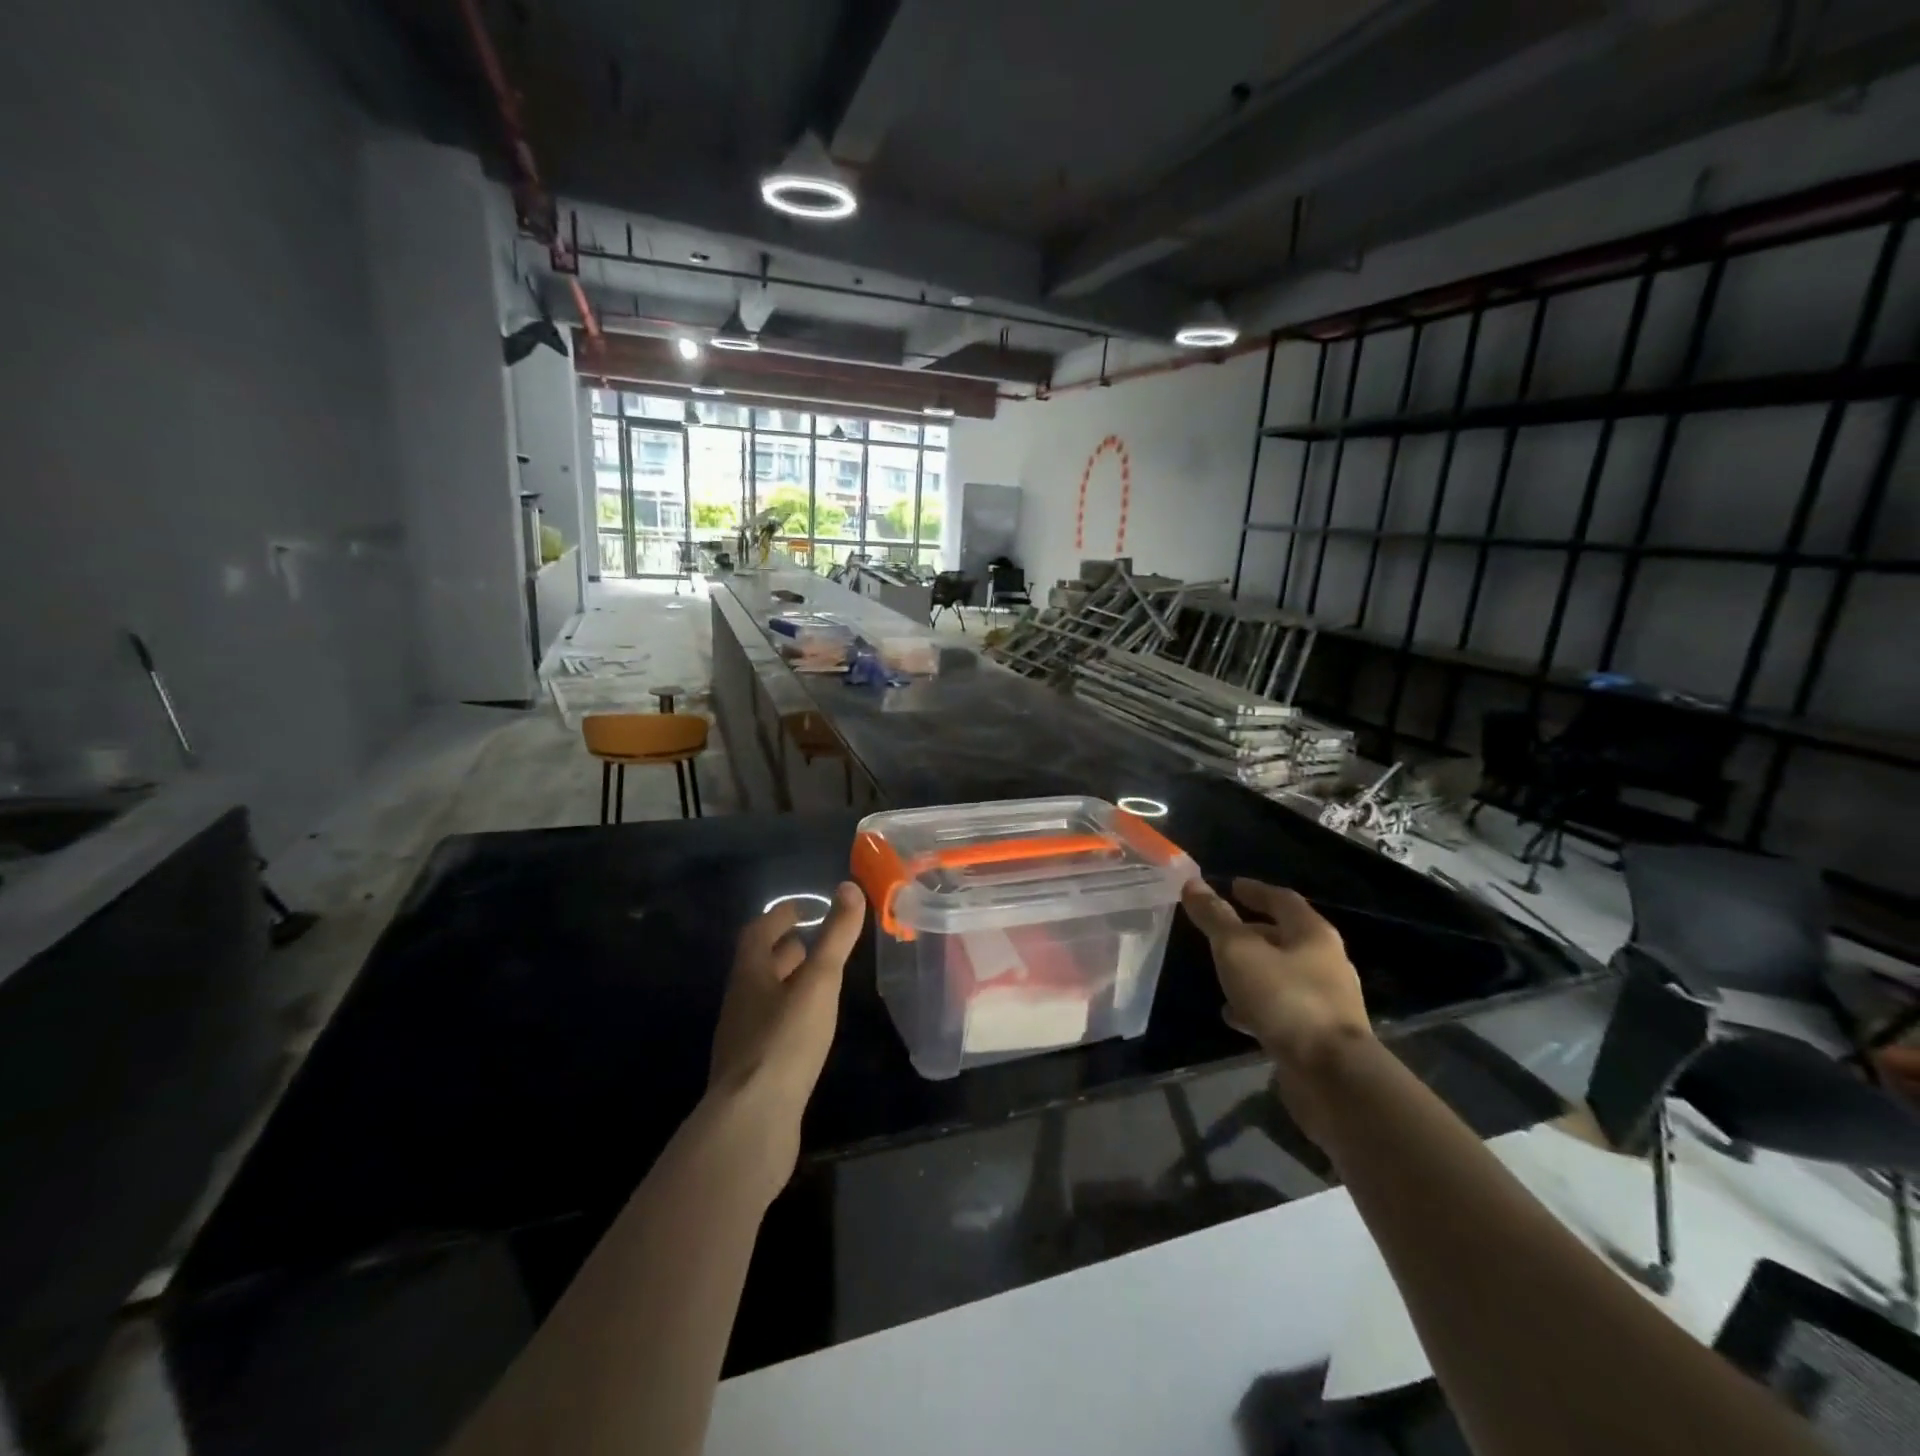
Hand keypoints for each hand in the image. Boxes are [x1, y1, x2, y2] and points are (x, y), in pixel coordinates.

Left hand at [706, 883, 864, 1179]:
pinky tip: (809, 1028)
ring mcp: (743, 1040)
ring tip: (816, 980)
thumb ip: (835, 937)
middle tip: (812, 939)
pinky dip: (789, 1016)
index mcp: (749, 976)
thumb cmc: (785, 1041)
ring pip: (764, 998)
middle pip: (758, 966)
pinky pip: (770, 1029)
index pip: (757, 934)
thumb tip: (848, 887)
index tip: (801, 908)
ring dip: (786, 982)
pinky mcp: (753, 1072)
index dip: (778, 916)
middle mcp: (740, 1003)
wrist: (752, 1122)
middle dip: (783, 949)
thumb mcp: (818, 982)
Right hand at [1181, 878, 1372, 1096]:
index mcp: (1312, 934)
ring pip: (1282, 974)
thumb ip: (1215, 918)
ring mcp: (1326, 1001)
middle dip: (1252, 932)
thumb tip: (1193, 883)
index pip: (1282, 899)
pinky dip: (1257, 1005)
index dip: (1255, 890)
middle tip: (1220, 931)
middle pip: (1285, 937)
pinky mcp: (1319, 1034)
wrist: (1332, 1077)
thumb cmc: (1285, 999)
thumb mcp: (1238, 951)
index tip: (1231, 886)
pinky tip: (1234, 1016)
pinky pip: (1283, 1008)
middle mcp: (1326, 962)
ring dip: (1253, 970)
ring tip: (1222, 974)